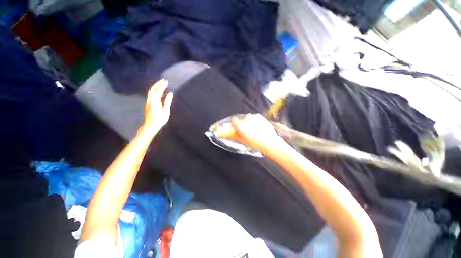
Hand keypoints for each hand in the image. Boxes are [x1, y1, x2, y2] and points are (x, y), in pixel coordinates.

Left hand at [143, 79, 172, 132]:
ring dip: (155, 87)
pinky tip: (158, 92)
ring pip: (150, 91)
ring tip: (161, 84)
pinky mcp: (147, 104)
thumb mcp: (165, 111)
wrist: (150, 126)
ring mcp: (147, 101)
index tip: (166, 81)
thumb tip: (170, 93)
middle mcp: (149, 99)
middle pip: (152, 89)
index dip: (162, 85)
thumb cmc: (159, 119)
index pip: (158, 90)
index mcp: (154, 100)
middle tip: (163, 80)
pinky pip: (150, 94)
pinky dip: (154, 90)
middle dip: (157, 84)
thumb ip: (167, 101)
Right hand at [219, 113, 282, 151]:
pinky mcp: (260, 116)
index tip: (234, 127)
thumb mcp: (242, 141)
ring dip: (248, 122)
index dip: (233, 123)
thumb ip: (235, 135)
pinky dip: (254, 121)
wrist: (268, 142)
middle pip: (240, 118)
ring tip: (253, 129)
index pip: (233, 119)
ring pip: (248, 118)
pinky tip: (258, 128)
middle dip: (241, 123)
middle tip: (244, 130)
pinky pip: (254, 118)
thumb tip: (231, 134)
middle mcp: (245, 118)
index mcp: (239, 124)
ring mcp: (253, 116)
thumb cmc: (254, 143)